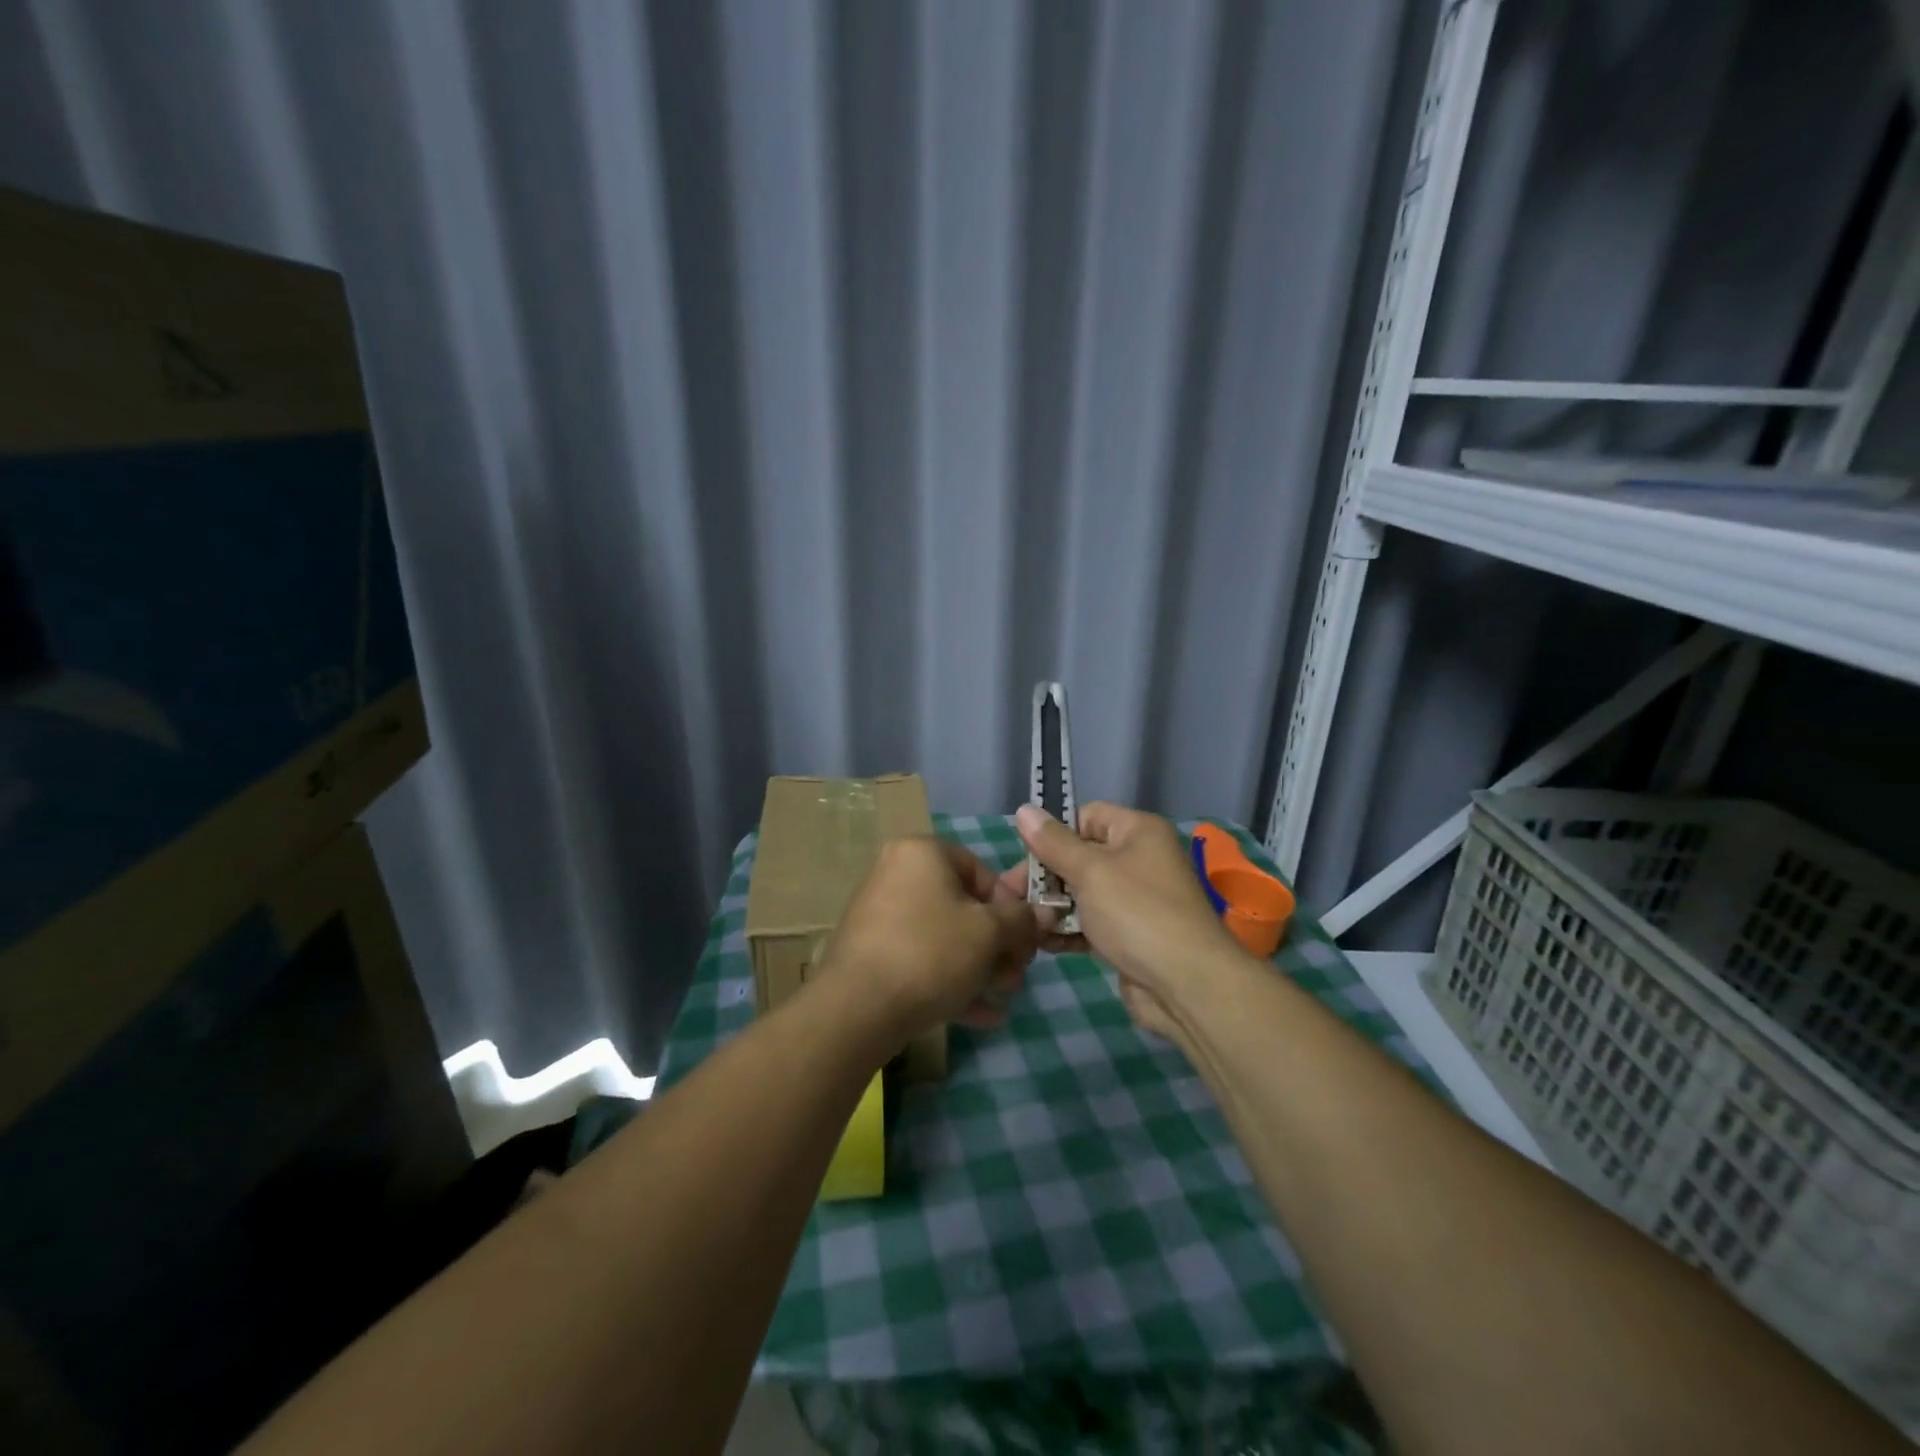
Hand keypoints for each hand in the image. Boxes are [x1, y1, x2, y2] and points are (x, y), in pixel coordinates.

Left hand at [822, 837, 1051, 1048]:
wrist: (858, 1008)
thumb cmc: (931, 952)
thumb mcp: (989, 933)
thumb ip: (1022, 920)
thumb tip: (1046, 912)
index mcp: (921, 853)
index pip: (980, 870)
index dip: (1011, 907)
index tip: (1026, 941)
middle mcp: (897, 874)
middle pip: (962, 906)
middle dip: (997, 945)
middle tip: (1017, 976)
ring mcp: (880, 916)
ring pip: (944, 937)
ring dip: (980, 967)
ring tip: (1003, 998)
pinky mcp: (872, 954)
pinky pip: (921, 960)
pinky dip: (951, 981)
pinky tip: (982, 1015)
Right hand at [1015, 802, 1242, 1036]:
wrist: (1186, 985)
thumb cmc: (1136, 913)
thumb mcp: (1090, 871)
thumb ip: (1053, 842)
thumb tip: (1023, 810)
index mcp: (1138, 831)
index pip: (1086, 816)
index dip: (1055, 832)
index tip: (1024, 854)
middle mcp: (1139, 859)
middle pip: (1080, 856)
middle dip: (1046, 876)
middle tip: (1011, 895)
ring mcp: (1135, 900)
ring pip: (1082, 893)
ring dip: (1052, 907)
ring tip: (1025, 923)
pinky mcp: (1129, 935)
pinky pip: (1091, 923)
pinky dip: (1068, 930)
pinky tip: (1043, 944)